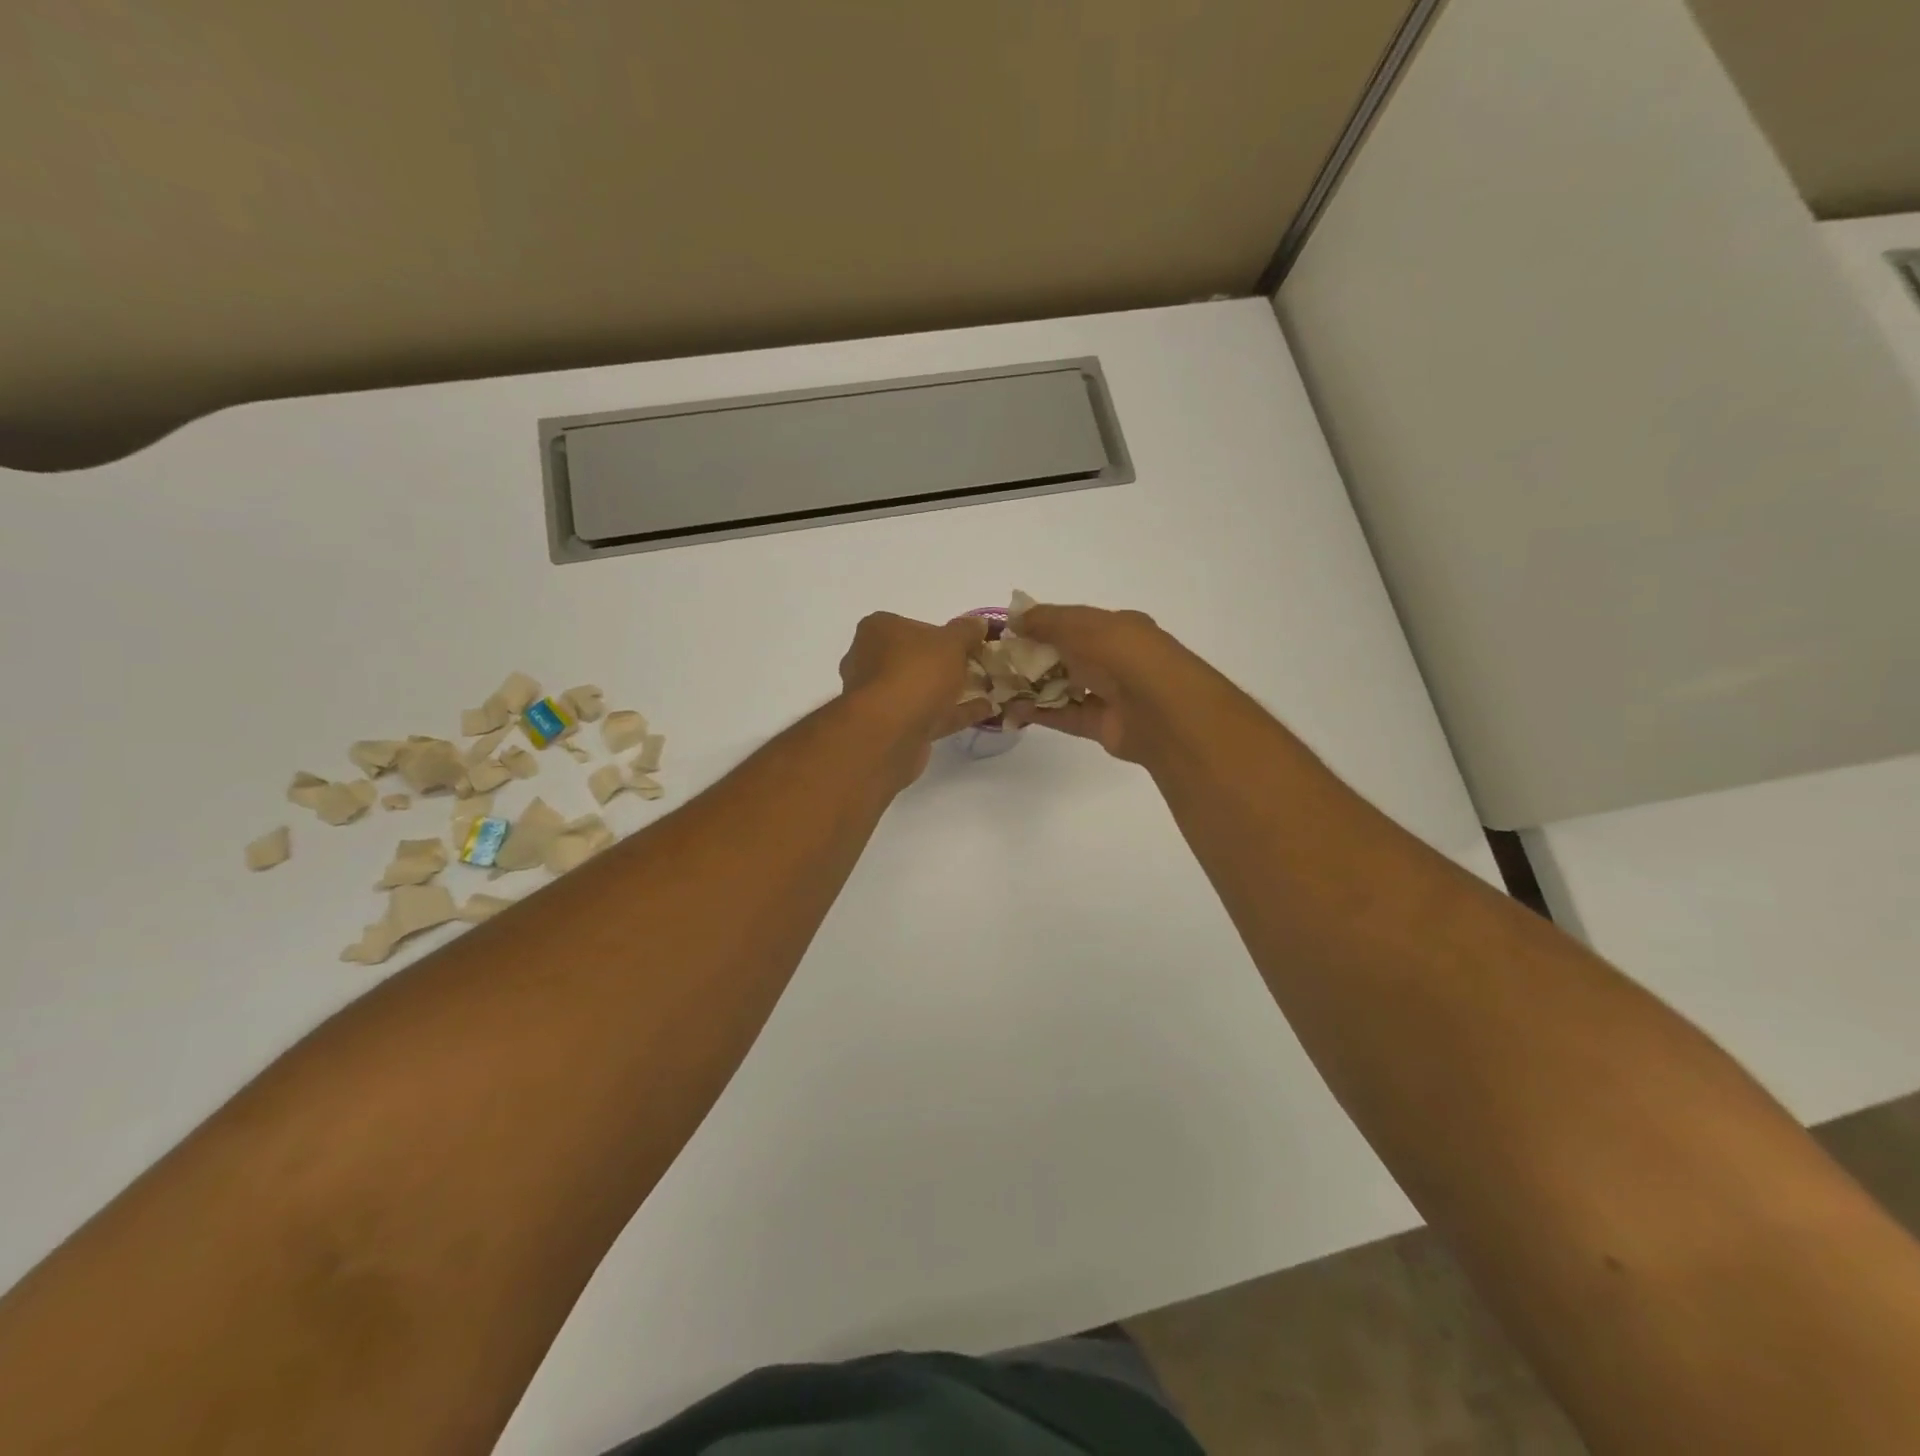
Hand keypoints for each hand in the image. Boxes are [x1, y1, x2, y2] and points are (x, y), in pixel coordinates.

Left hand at [838, 612, 994, 779]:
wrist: (891, 731)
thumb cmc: (917, 672)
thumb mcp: (951, 642)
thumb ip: (966, 631)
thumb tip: (979, 623)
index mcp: (878, 631)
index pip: (912, 625)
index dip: (942, 633)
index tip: (969, 642)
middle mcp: (870, 661)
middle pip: (915, 659)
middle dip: (946, 664)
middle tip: (978, 666)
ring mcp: (880, 697)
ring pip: (921, 689)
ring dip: (951, 690)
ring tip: (986, 689)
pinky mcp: (891, 727)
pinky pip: (929, 714)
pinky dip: (954, 712)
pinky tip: (985, 710)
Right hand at [1005, 604, 1207, 762]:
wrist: (1162, 711)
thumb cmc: (1123, 655)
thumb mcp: (1081, 626)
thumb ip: (1046, 621)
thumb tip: (1013, 617)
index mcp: (1118, 628)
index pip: (1075, 623)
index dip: (1042, 625)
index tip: (1009, 631)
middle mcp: (1116, 659)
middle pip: (1068, 656)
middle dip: (1034, 657)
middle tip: (998, 661)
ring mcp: (1110, 694)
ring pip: (1065, 687)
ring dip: (1034, 686)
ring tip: (999, 686)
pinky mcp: (1102, 726)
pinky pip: (1066, 716)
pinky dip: (1041, 713)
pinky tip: (1013, 710)